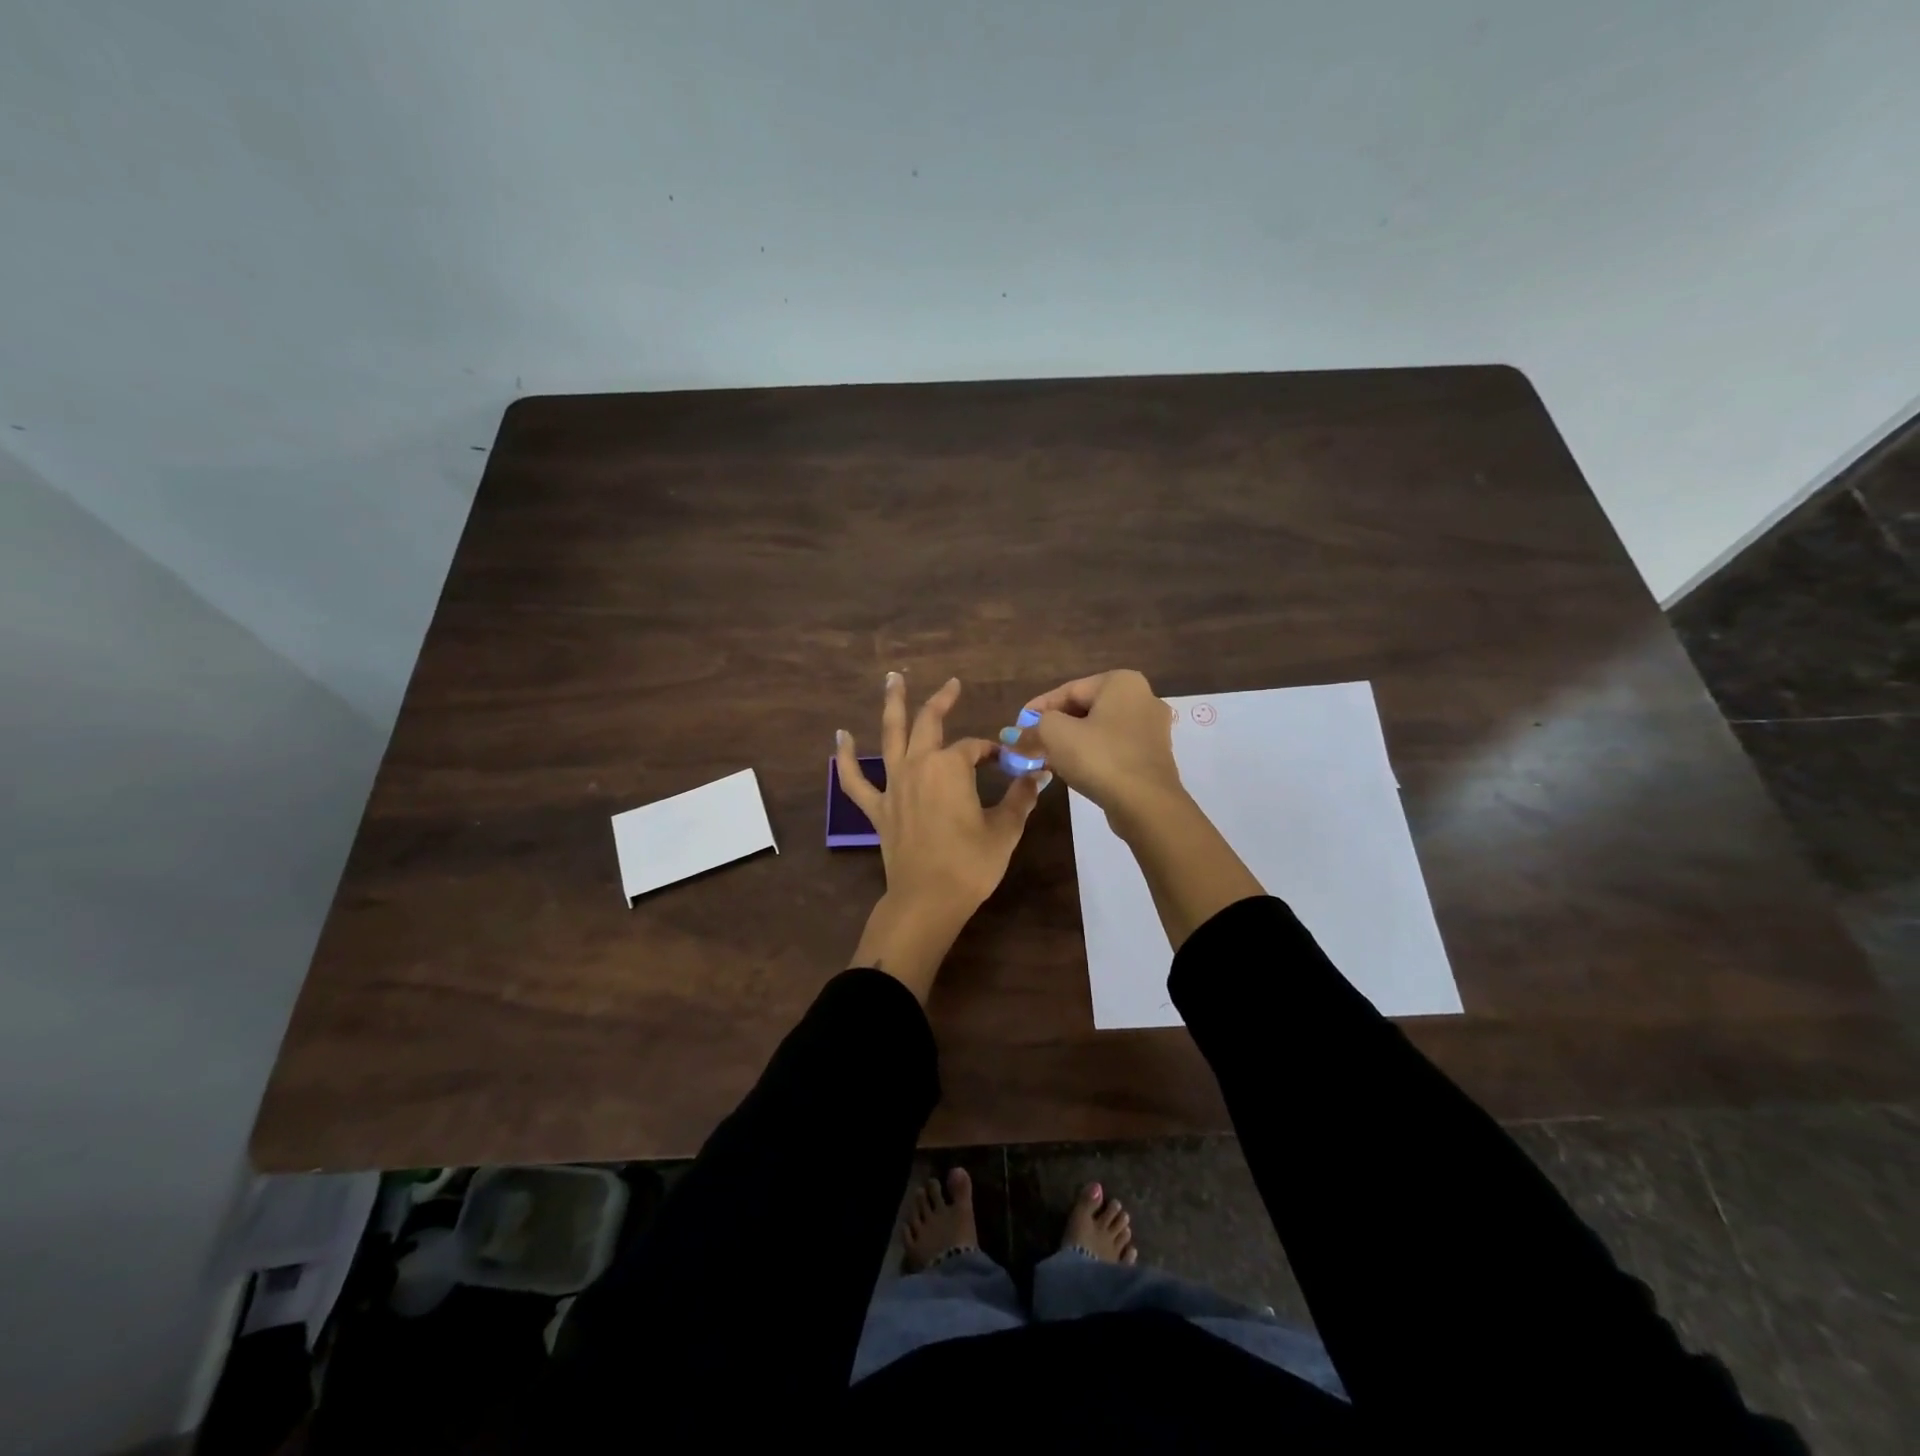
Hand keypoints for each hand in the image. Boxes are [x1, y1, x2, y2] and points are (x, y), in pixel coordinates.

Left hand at [838, 672, 1047, 998]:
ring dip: (892, 705)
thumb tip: (1037, 776)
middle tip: (952, 684)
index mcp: (951, 767)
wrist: (928, 900)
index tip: (1007, 762)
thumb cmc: (970, 864)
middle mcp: (919, 766)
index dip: (993, 751)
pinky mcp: (877, 809)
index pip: (975, 747)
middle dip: (942, 700)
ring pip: (890, 736)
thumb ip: (1020, 798)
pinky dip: (845, 758)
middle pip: (930, 723)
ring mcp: (893, 785)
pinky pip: (855, 780)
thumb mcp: (1005, 829)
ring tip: (892, 679)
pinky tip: (840, 737)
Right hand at [1021, 670, 1184, 829]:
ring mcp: (1152, 728)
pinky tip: (1072, 770)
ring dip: (1070, 742)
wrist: (1146, 804)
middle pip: (1084, 709)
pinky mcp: (1154, 756)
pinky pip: (1113, 748)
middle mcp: (1142, 697)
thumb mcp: (1055, 735)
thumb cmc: (1100, 758)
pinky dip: (1091, 755)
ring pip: (1099, 730)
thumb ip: (1032, 728)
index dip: (1037, 709)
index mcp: (1121, 682)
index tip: (1017, 727)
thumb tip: (1012, 734)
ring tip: (1045, 759)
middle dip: (1054, 727)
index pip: (1068, 690)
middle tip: (1029, 744)